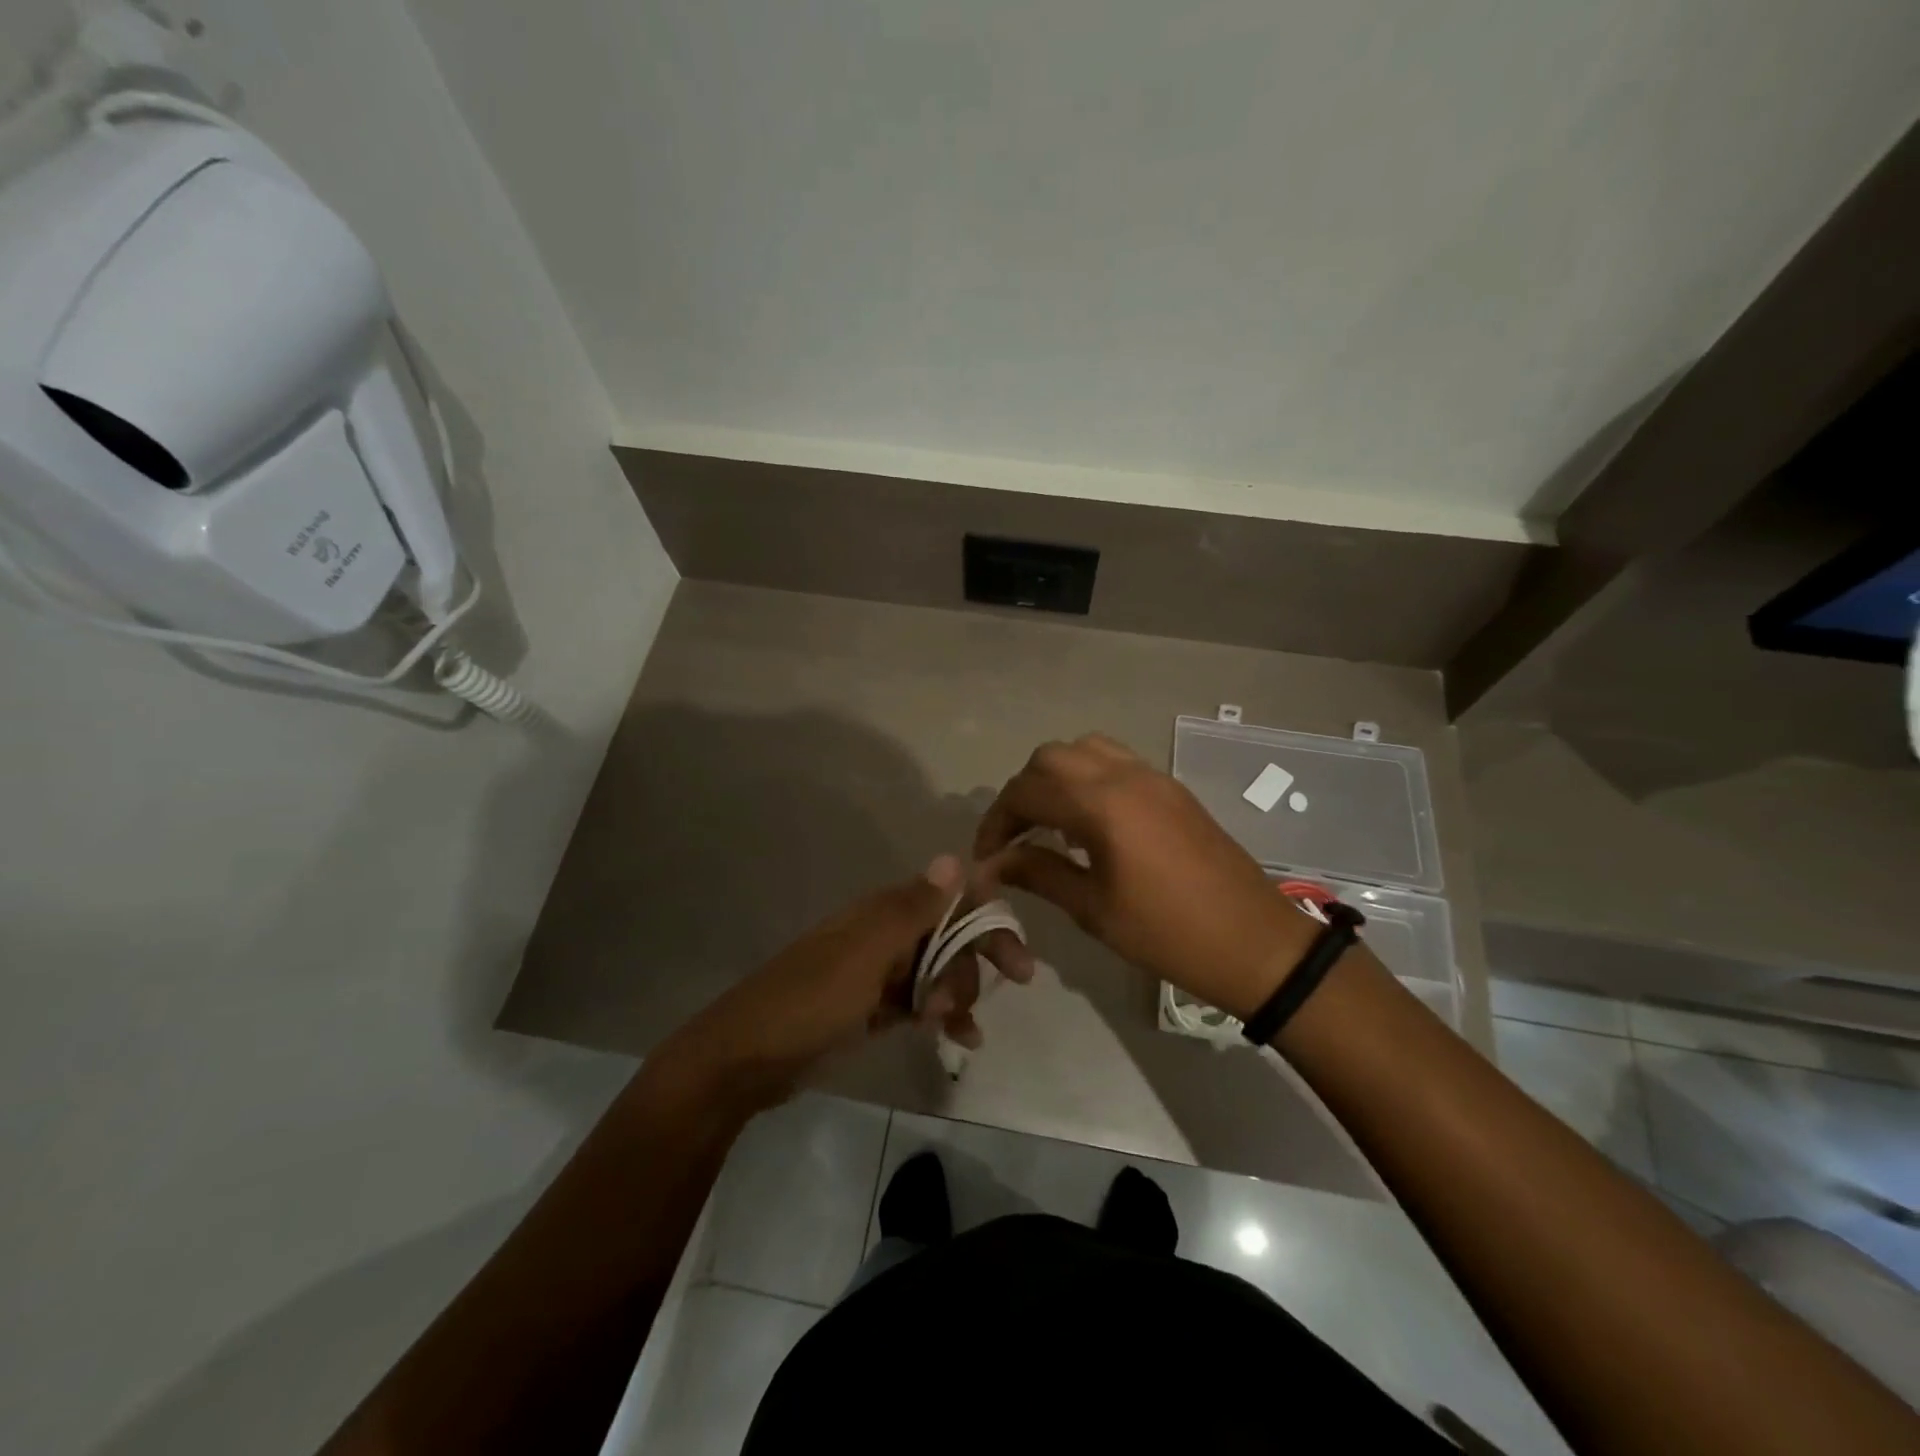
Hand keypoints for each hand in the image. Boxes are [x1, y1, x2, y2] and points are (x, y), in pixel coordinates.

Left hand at [660, 856, 1033, 1108]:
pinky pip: (920, 1003)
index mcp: (883, 913)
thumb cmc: (811, 1000)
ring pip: (938, 972)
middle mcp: (885, 935)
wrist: (746, 1059)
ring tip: (953, 1027)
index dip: (987, 920)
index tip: (1018, 956)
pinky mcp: (871, 1008)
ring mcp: (878, 973)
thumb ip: (914, 909)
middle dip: (974, 964)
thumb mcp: (865, 955)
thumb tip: (958, 857)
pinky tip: (961, 1041)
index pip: (950, 902)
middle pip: (950, 939)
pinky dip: (942, 1016)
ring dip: (956, 995)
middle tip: (994, 994)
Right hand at [974, 734, 1315, 1018]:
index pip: (1026, 791)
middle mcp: (1124, 775)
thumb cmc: (1168, 933)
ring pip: (1084, 750)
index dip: (996, 821)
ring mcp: (1152, 777)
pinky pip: (1115, 762)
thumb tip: (993, 864)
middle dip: (1022, 791)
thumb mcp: (1094, 909)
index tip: (988, 856)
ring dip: (1055, 777)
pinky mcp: (1171, 788)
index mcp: (1102, 804)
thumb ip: (1039, 873)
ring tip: (1050, 823)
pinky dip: (1087, 778)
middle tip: (1016, 836)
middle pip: (1050, 758)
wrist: (1254, 941)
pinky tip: (1089, 822)